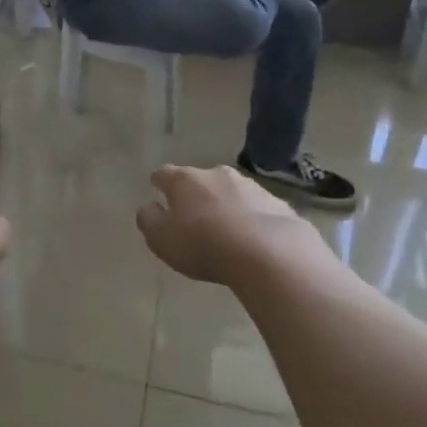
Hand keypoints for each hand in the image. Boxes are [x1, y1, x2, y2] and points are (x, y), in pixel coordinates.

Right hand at [135, 165, 315, 285]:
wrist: (270, 253)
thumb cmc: (204, 244)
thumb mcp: (162, 239)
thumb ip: (149, 220)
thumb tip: (149, 207)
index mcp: (184, 180)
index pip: (164, 174)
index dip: (159, 183)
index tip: (157, 191)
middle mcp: (216, 174)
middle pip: (199, 180)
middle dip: (195, 195)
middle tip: (194, 217)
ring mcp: (250, 186)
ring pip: (230, 191)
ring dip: (225, 205)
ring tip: (226, 231)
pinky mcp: (277, 203)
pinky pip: (257, 209)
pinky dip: (251, 219)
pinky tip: (253, 240)